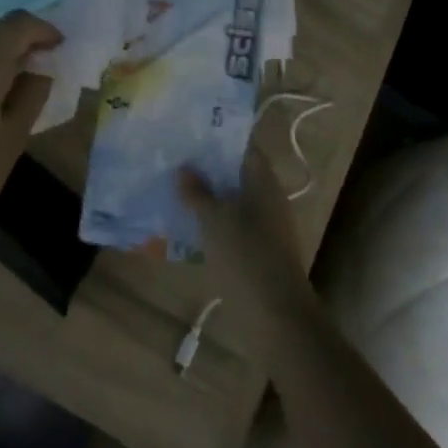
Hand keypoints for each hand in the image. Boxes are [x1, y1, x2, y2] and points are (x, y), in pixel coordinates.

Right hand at [178, 149, 319, 340]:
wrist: (276, 317)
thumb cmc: (246, 257)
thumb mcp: (214, 220)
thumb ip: (197, 192)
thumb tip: (184, 168)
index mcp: (263, 183)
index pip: (243, 147)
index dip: (219, 137)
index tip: (190, 130)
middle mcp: (267, 199)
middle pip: (236, 173)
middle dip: (207, 166)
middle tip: (173, 157)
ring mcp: (263, 227)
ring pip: (231, 201)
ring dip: (207, 195)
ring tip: (172, 187)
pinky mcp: (255, 252)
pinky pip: (230, 225)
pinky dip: (211, 221)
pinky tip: (185, 222)